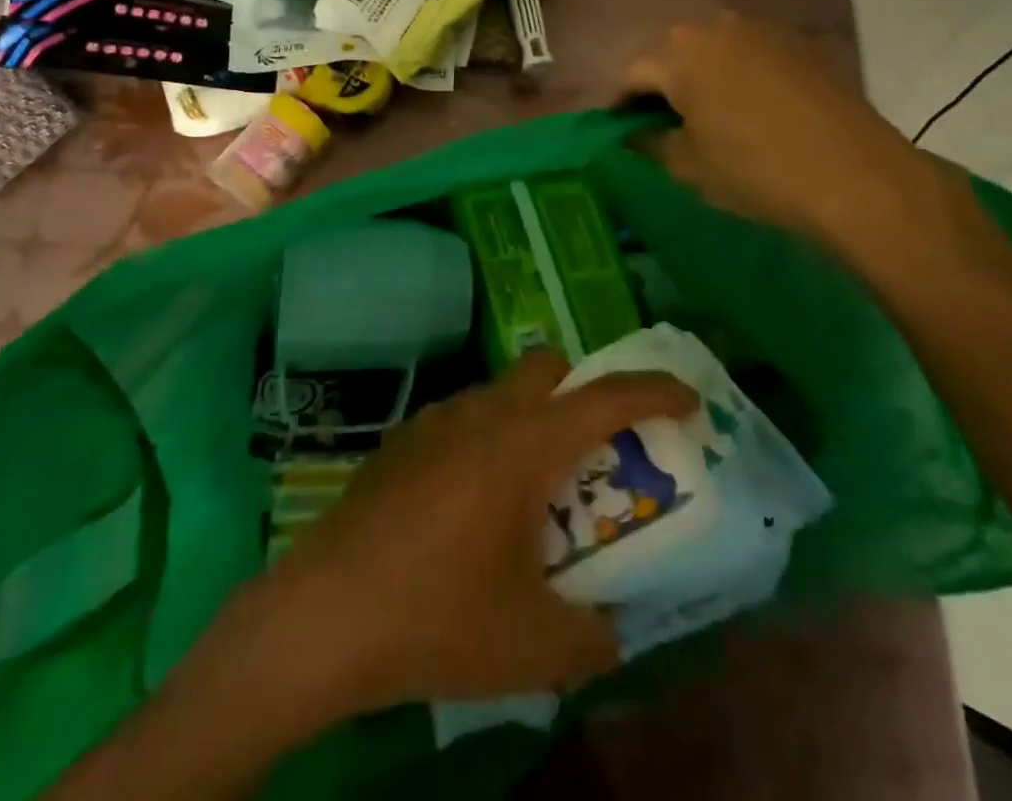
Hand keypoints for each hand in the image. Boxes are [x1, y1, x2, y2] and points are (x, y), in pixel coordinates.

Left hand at [261, 350, 695, 713]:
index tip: (688, 399)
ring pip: (500, 392)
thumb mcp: (533, 644)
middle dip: (581, 390)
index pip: (606, 397)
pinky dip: (486, 441)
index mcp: (525, 444)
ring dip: (529, 419)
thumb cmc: (438, 616)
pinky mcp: (401, 440)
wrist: (324, 614)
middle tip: (595, 449)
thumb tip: (609, 632)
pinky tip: (470, 506)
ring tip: (531, 491)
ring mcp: (435, 420)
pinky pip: (462, 420)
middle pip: (546, 366)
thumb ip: (590, 636)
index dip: (654, 391)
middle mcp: (482, 414)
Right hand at [623, 14, 980, 260]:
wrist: (856, 176)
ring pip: (713, 52)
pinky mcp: (800, 45)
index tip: (617, 131)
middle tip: (657, 125)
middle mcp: (717, 27)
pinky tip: (747, 112)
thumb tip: (630, 133)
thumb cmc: (754, 170)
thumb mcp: (686, 166)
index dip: (618, 105)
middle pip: (672, 55)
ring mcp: (764, 31)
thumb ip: (647, 143)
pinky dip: (737, 78)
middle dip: (659, 87)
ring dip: (699, 79)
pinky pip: (750, 56)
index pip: (631, 74)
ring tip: (702, 118)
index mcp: (680, 54)